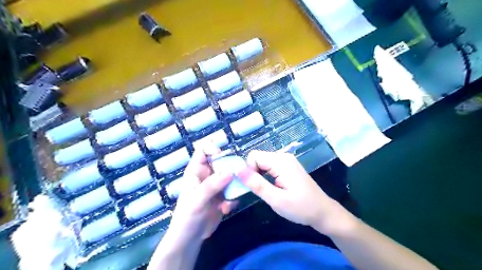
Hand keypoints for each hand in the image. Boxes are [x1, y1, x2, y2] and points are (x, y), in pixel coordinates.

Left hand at [167, 146, 237, 244]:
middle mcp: (208, 175)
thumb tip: (230, 171)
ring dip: (235, 184)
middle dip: (230, 167)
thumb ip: (212, 185)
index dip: (212, 148)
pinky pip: (233, 191)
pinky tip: (227, 208)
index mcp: (196, 171)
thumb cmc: (187, 217)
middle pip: (222, 162)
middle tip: (238, 175)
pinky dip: (233, 198)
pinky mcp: (223, 196)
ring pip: (230, 176)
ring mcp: (216, 186)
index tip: (222, 154)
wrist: (190, 239)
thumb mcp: (197, 200)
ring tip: (236, 193)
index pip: (203, 151)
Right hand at [239, 150, 344, 233]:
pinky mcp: (288, 166)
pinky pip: (270, 166)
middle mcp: (283, 156)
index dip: (249, 170)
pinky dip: (266, 175)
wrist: (323, 212)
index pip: (254, 156)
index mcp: (281, 161)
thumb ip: (256, 184)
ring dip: (260, 175)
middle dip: (254, 173)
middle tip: (262, 190)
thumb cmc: (301, 208)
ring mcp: (287, 161)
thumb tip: (237, 170)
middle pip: (258, 158)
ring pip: (263, 162)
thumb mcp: (276, 199)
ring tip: (268, 190)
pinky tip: (273, 187)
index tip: (256, 186)